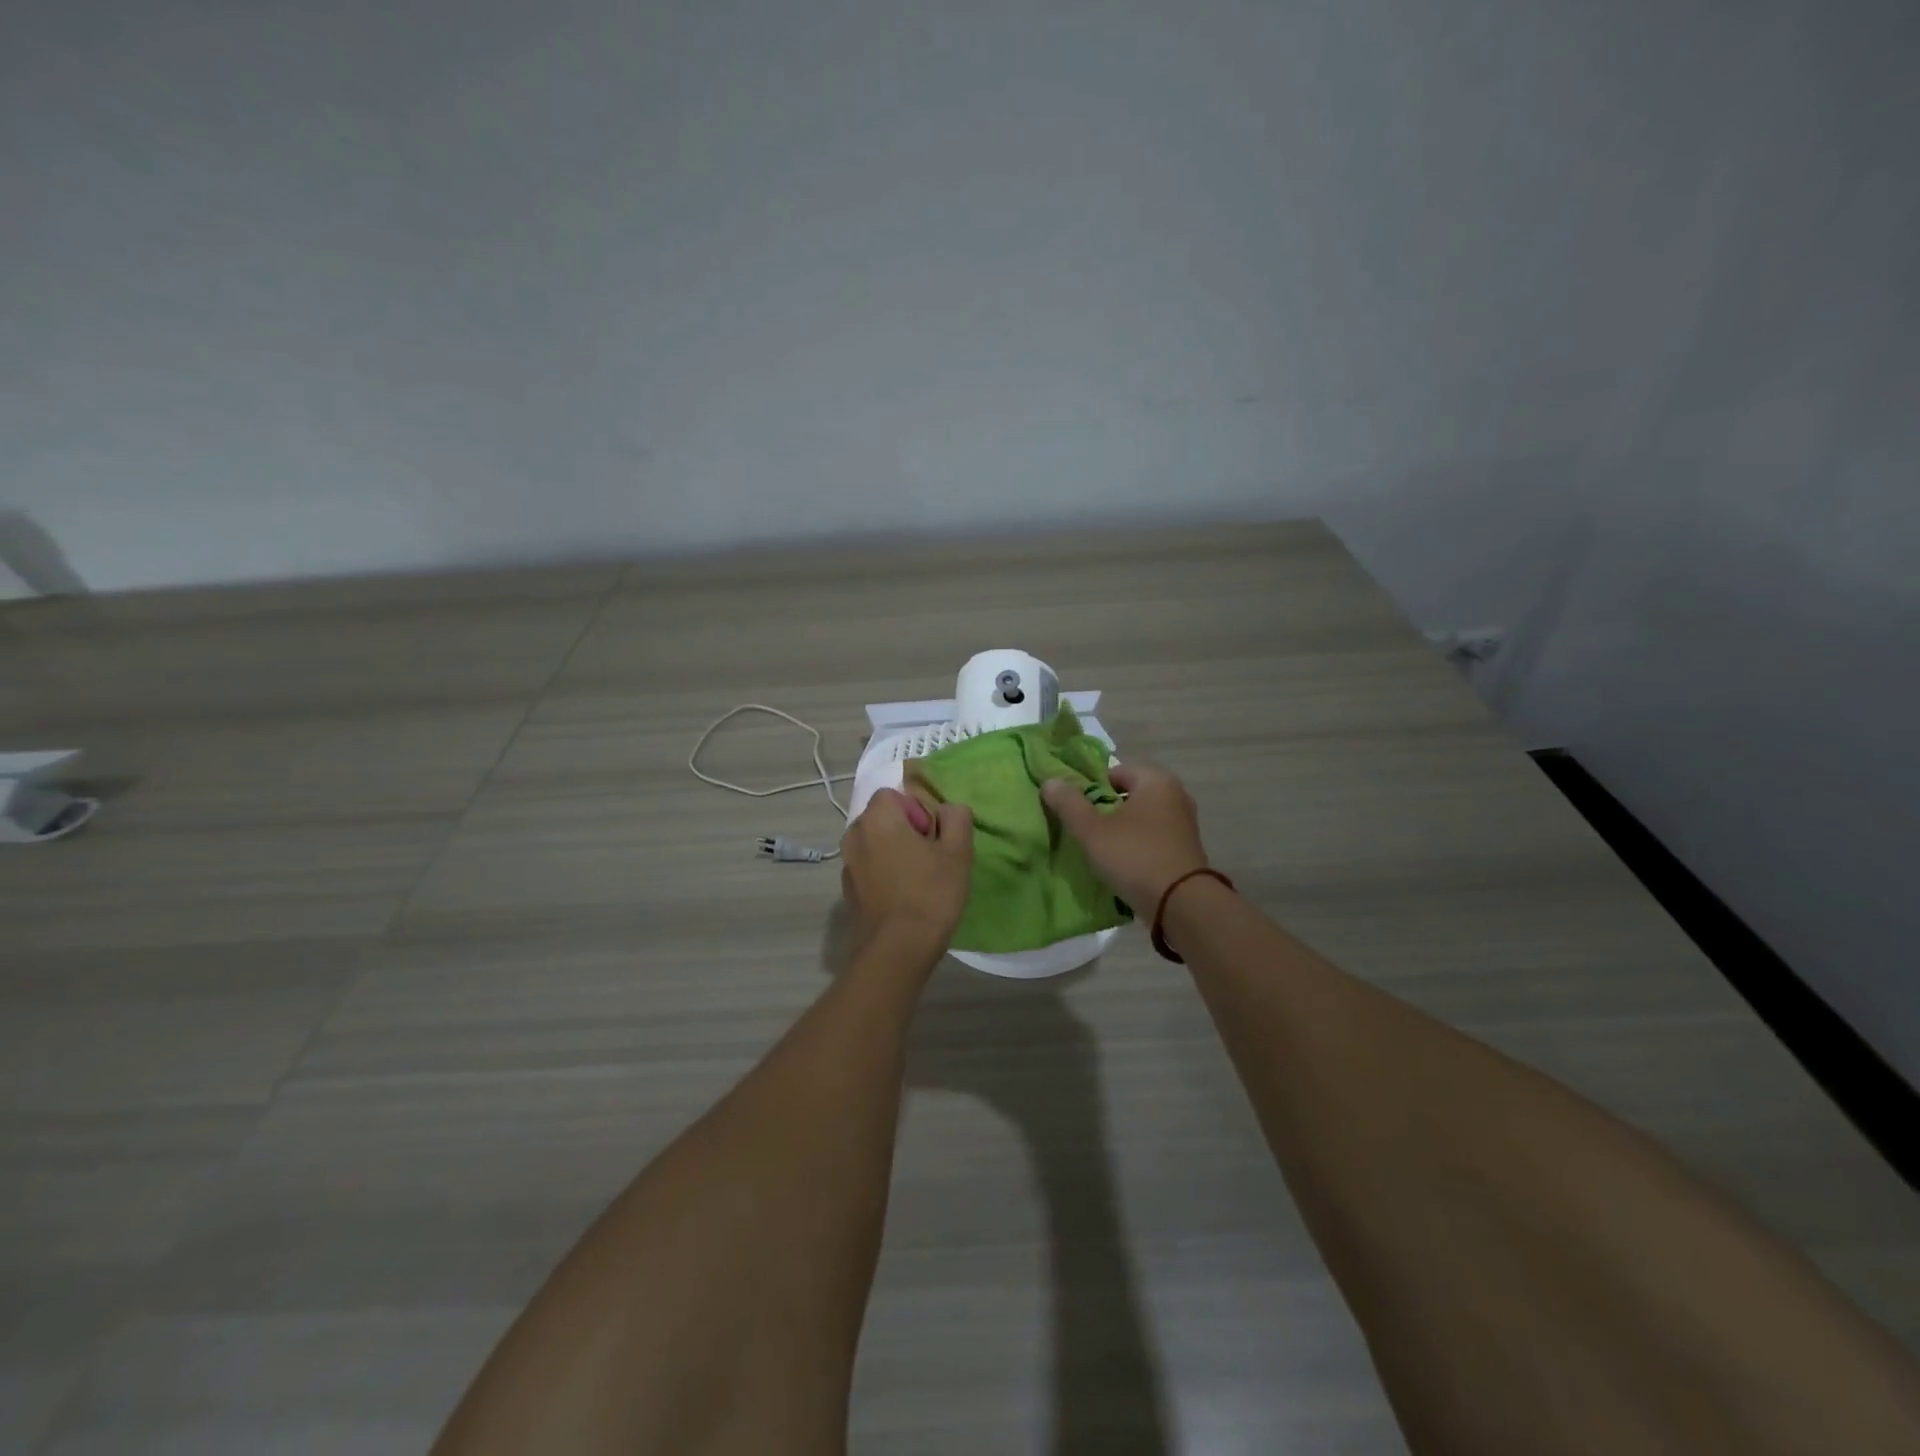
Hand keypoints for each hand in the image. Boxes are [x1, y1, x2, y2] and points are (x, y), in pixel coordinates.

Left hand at [840, 788, 973, 951]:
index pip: (894, 794)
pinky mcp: (847, 891)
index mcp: (877, 818)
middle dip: (905, 830)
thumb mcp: (957, 852)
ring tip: (918, 880)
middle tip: (930, 857)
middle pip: (883, 818)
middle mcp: (854, 835)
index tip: (933, 837)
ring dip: (894, 853)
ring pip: (875, 845)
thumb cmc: (929, 895)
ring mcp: (847, 864)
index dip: (917, 810)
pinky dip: (883, 875)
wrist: (896, 951)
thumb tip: (948, 809)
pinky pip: (869, 869)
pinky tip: (903, 898)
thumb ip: (956, 818)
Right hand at [1042, 763, 1209, 912]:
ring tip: (1099, 849)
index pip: (1113, 771)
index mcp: (1156, 780)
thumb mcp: (1092, 830)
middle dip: (1104, 809)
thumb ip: (1069, 803)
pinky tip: (1122, 863)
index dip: (1089, 788)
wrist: (1182, 904)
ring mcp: (1184, 823)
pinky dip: (1137, 845)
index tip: (1075, 810)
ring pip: (1141, 818)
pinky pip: (1153, 838)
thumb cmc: (1135, 856)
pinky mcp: (1186, 849)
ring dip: (1120, 830)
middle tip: (1084, 830)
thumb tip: (1051, 782)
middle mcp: (1175, 795)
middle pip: (1128, 795)